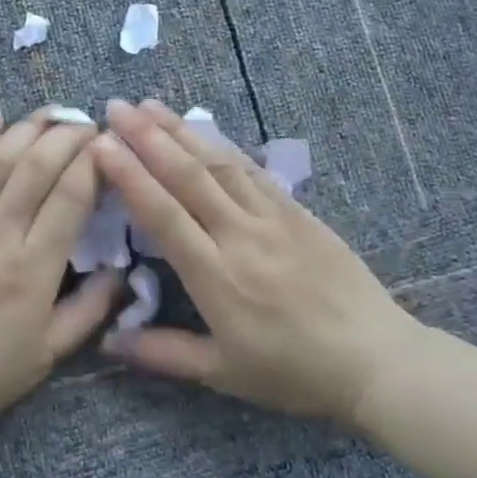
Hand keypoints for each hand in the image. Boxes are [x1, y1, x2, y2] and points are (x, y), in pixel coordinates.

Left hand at [0, 109, 121, 437]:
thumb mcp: (46, 356)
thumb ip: (89, 311)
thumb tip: (121, 272)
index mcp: (34, 268)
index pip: (71, 196)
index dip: (93, 163)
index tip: (108, 146)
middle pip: (38, 166)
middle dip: (68, 135)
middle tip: (86, 123)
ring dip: (28, 127)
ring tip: (51, 111)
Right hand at [92, 99, 428, 427]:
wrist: (376, 361)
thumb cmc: (293, 372)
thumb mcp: (223, 373)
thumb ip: (162, 353)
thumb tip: (106, 339)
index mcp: (216, 276)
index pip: (163, 213)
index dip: (129, 175)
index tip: (100, 144)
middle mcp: (240, 235)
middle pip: (187, 176)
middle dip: (147, 136)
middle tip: (115, 106)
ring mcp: (272, 217)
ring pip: (219, 163)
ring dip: (181, 130)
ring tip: (149, 104)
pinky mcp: (297, 211)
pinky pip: (252, 170)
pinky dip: (222, 145)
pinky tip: (203, 128)